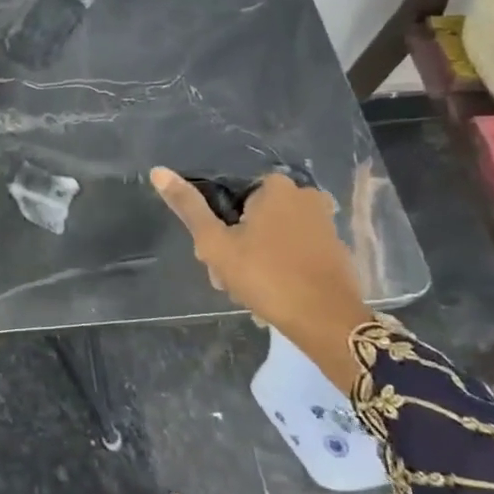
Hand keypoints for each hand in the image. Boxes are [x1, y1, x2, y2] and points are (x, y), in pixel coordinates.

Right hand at [150, 167, 371, 390]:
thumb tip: (158, 171)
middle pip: (251, 219)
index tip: (212, 258)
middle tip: (229, 281)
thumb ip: (188, 207)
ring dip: (255, 262)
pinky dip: (281, 268)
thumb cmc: (266, 276)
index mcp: (275, 186)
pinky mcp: (336, 249)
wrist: (326, 322)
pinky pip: (295, 252)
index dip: (216, 228)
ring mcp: (324, 223)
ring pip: (272, 238)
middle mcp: (304, 195)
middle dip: (236, 249)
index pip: (230, 199)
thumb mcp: (215, 243)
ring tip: (249, 294)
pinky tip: (272, 295)